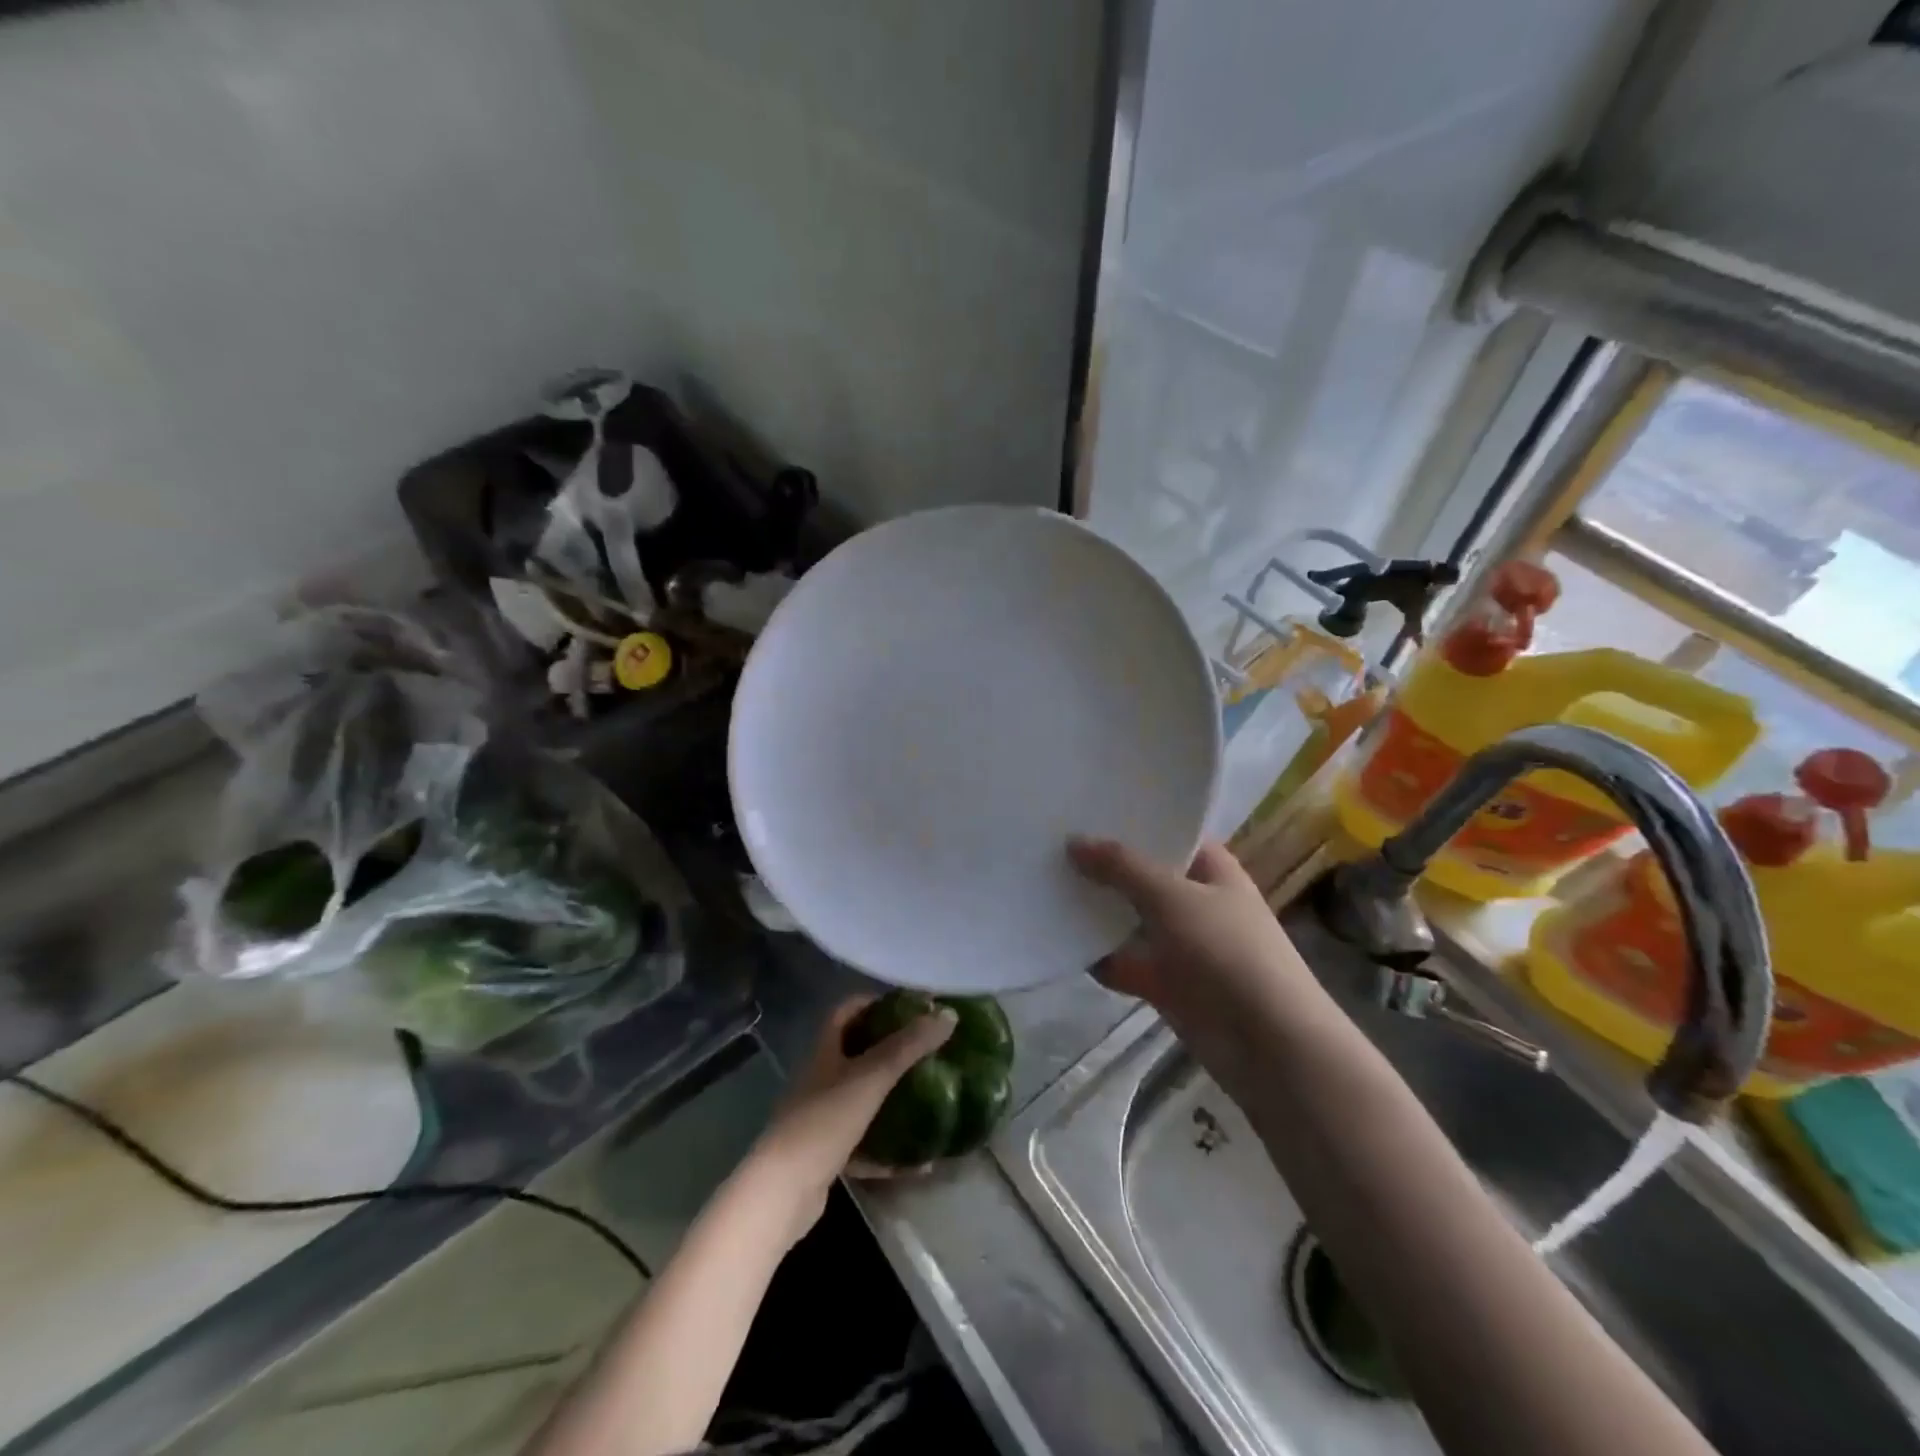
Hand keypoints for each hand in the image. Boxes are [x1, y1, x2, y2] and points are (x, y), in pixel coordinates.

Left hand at [749, 997, 956, 1237]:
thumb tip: (948, 1014)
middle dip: (890, 1049)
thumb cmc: (825, 1121)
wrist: (782, 1192)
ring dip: (891, 1099)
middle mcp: (820, 1079)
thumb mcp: (872, 1077)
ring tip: (928, 1098)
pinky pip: (863, 1144)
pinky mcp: (826, 1155)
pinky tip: (918, 1163)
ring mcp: (821, 1118)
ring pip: (861, 1099)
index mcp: (825, 1051)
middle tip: (927, 1050)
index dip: (874, 1002)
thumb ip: (909, 1046)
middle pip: (856, 1053)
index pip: (846, 1011)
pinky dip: (888, 1151)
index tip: (909, 1006)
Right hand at [1067, 837, 1337, 1098]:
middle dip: (1106, 865)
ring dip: (1099, 912)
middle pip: (1146, 877)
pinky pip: (1128, 963)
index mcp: (1213, 871)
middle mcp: (1199, 902)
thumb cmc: (1226, 952)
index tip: (1087, 809)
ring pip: (1133, 921)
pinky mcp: (1170, 985)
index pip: (1171, 834)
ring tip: (1046, 886)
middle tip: (1052, 844)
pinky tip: (1059, 944)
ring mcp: (1184, 946)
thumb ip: (1122, 867)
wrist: (1268, 1044)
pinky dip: (1101, 958)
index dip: (1135, 821)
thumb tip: (1074, 841)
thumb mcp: (1171, 897)